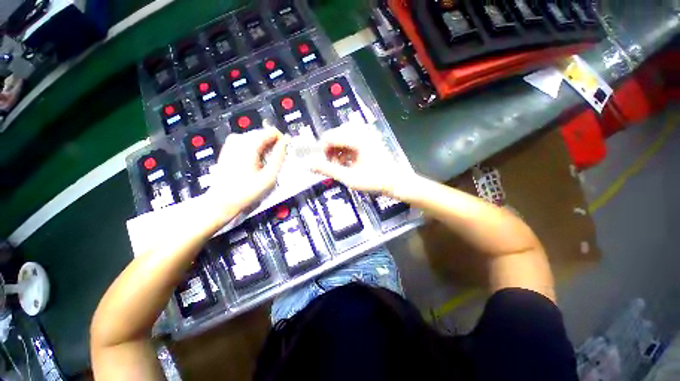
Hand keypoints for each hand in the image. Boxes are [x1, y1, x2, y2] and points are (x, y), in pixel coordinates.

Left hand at [207, 129, 288, 212]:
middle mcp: (238, 138)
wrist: (222, 200)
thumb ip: (278, 157)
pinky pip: (249, 142)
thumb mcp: (268, 177)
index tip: (284, 154)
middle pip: (264, 134)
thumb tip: (285, 143)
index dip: (282, 141)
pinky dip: (256, 150)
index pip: (272, 132)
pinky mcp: (229, 147)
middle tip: (274, 163)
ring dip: (265, 149)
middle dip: (273, 146)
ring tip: (264, 165)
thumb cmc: (246, 190)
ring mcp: (232, 142)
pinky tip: (255, 164)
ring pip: (257, 138)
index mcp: (248, 144)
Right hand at [311, 124, 412, 195]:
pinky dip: (345, 150)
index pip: (329, 137)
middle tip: (334, 166)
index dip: (322, 150)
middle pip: (335, 135)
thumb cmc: (374, 181)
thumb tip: (309, 165)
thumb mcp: (349, 178)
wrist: (396, 182)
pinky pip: (351, 139)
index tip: (324, 164)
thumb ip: (328, 170)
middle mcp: (361, 132)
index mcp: (357, 139)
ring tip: (341, 165)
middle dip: (330, 150)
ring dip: (337, 150)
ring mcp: (366, 134)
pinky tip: (348, 162)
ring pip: (342, 137)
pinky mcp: (369, 138)